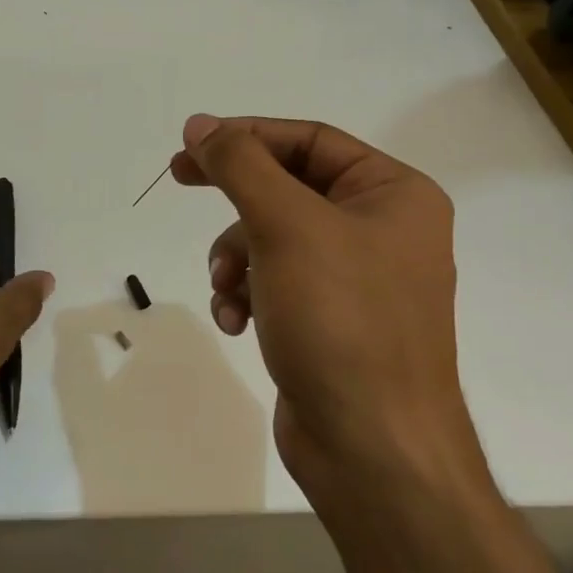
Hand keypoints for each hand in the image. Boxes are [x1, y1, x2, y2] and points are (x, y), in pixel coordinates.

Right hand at [174, 114, 565, 572]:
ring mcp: (356, 278)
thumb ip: (240, 165)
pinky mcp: (330, 320)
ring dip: (236, 257)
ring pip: (272, 237)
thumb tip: (200, 123)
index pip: (309, 139)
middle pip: (288, 186)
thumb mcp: (286, 226)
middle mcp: (381, 229)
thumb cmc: (341, 320)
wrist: (373, 449)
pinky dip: (247, 294)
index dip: (246, 135)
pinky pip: (274, 282)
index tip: (189, 145)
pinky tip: (236, 322)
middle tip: (178, 178)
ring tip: (228, 289)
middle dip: (236, 199)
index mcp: (394, 194)